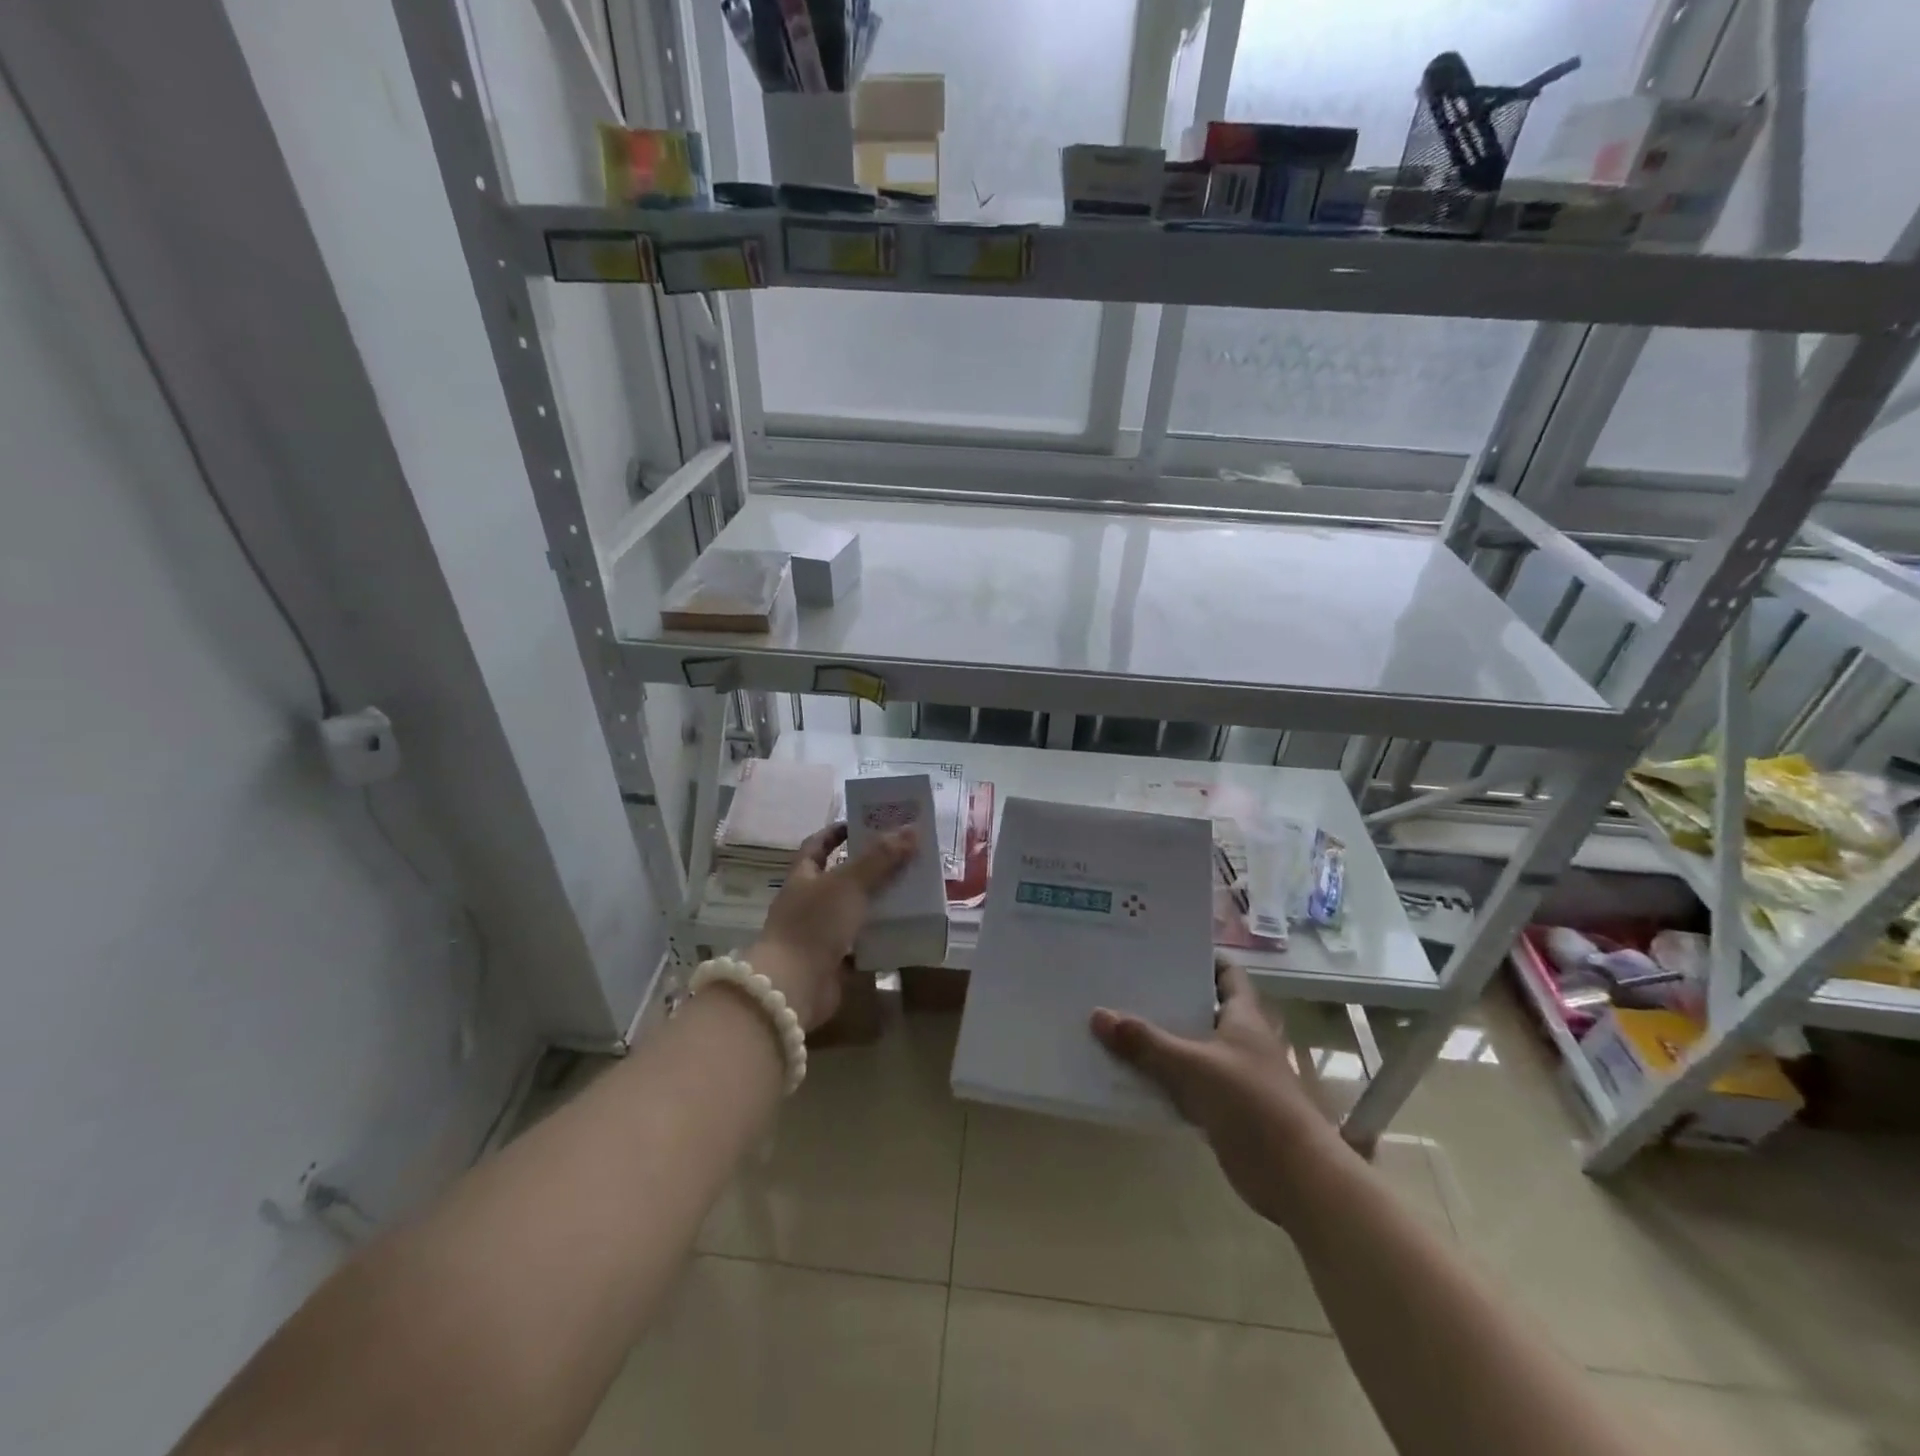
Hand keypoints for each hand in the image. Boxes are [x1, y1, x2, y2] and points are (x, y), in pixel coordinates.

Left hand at [749, 822, 915, 1031]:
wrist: (793, 987)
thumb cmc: (814, 925)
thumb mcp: (849, 884)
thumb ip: (881, 858)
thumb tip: (912, 829)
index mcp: (803, 876)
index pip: (818, 844)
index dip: (839, 831)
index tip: (866, 823)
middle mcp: (808, 902)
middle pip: (840, 877)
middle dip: (870, 867)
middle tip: (903, 856)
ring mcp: (819, 933)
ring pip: (853, 910)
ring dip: (878, 902)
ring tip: (911, 890)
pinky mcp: (832, 962)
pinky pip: (860, 943)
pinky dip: (879, 937)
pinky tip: (905, 929)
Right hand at [1091, 958, 1342, 1225]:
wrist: (1293, 1176)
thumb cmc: (1250, 1104)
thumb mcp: (1191, 1067)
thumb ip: (1145, 1043)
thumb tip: (1098, 1015)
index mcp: (1244, 1016)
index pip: (1225, 972)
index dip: (1200, 957)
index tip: (1161, 949)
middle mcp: (1241, 1039)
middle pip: (1201, 1007)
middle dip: (1167, 997)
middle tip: (1124, 981)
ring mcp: (1233, 1074)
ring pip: (1191, 1046)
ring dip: (1161, 1039)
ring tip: (1117, 1021)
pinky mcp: (1224, 1107)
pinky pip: (1186, 1083)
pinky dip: (1163, 1077)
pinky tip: (1129, 1072)